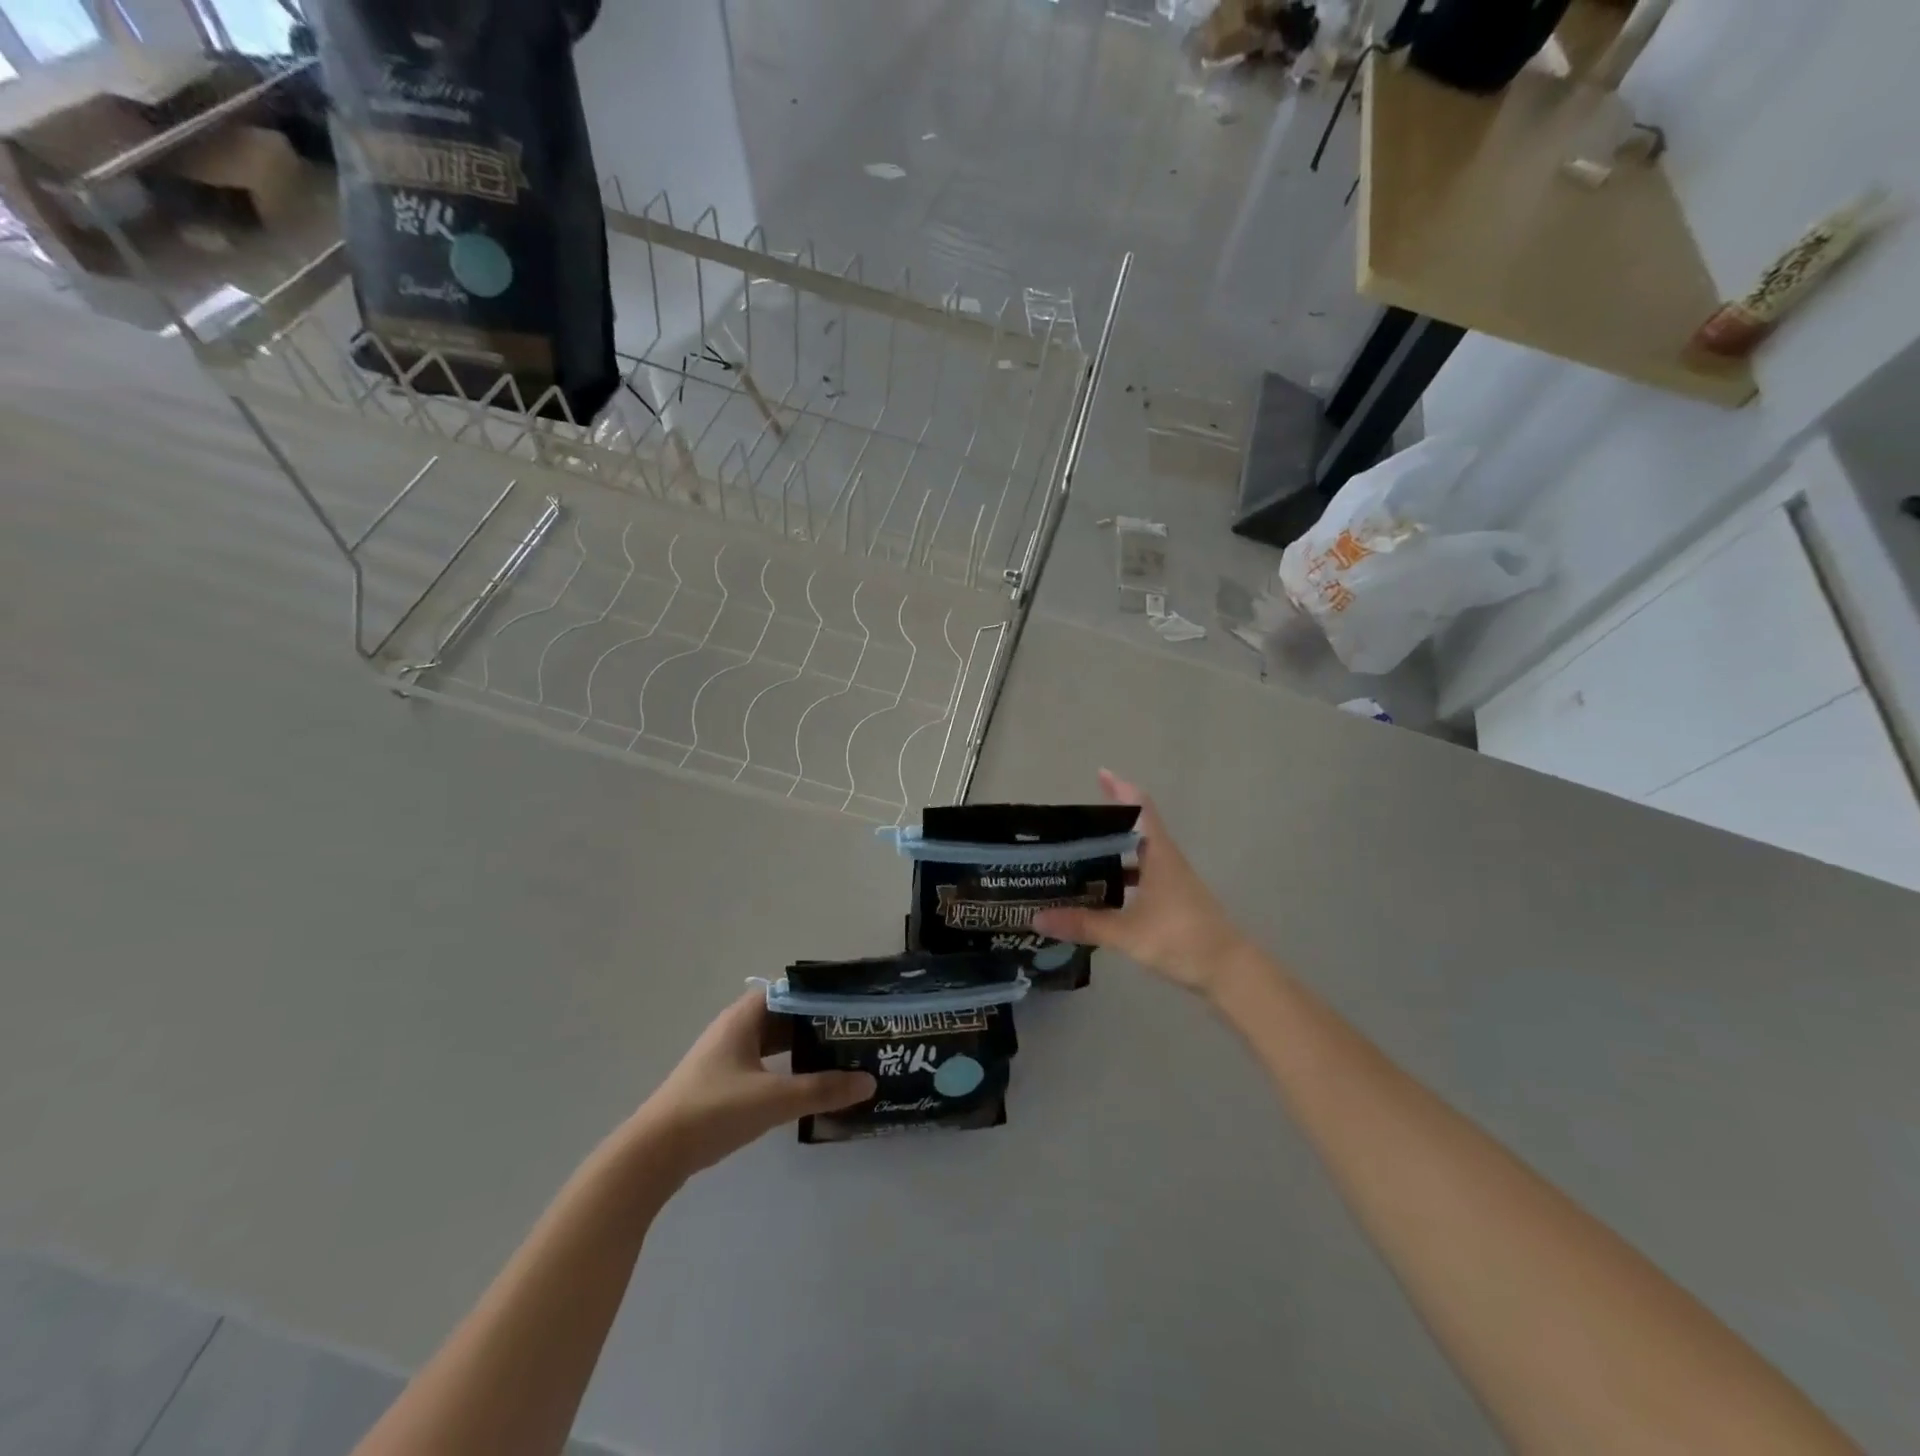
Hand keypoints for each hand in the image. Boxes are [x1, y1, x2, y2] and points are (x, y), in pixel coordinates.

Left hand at [634, 992, 874, 1179]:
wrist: (652, 1155)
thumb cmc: (713, 1111)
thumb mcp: (774, 1099)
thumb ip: (823, 1089)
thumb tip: (869, 1081)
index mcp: (744, 1018)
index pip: (790, 991)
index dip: (820, 995)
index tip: (851, 1006)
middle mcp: (734, 1029)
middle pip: (784, 1016)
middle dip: (817, 1024)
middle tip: (854, 1034)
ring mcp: (725, 1057)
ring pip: (773, 1042)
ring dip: (802, 1048)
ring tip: (839, 1057)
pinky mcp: (720, 1083)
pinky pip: (762, 1064)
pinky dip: (786, 1068)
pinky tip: (806, 1085)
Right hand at [1032, 770, 1247, 997]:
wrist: (1230, 972)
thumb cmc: (1181, 939)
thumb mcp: (1127, 933)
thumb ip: (1083, 924)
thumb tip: (1037, 918)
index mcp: (1159, 855)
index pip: (1141, 809)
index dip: (1121, 789)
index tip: (1101, 774)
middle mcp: (1167, 862)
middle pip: (1135, 832)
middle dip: (1105, 826)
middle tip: (1070, 828)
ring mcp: (1173, 883)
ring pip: (1138, 858)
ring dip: (1112, 855)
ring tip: (1077, 860)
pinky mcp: (1174, 904)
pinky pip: (1142, 880)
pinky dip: (1121, 881)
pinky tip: (1100, 896)